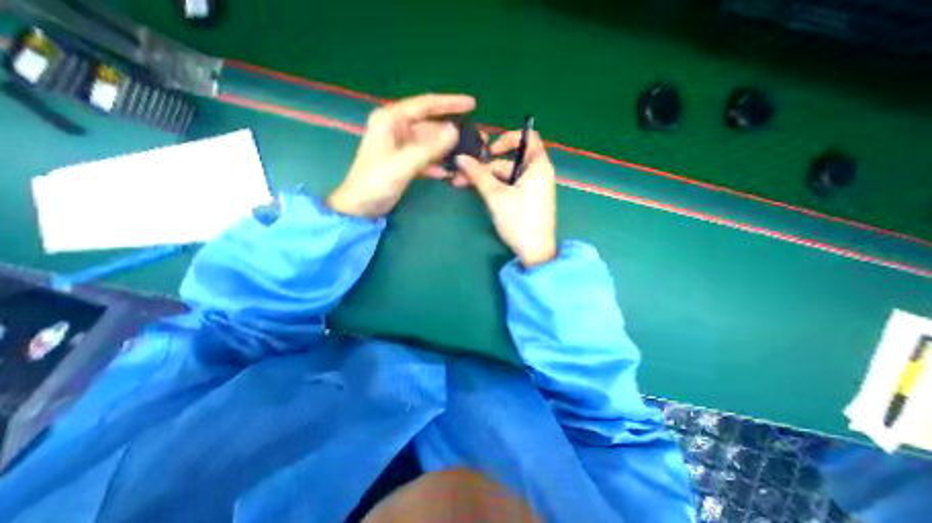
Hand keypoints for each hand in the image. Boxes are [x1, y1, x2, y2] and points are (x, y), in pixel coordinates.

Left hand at [325, 93, 472, 215]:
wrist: (361, 207)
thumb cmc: (375, 182)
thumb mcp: (403, 164)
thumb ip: (429, 148)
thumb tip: (454, 130)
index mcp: (391, 120)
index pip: (425, 105)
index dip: (449, 103)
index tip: (472, 104)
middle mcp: (397, 129)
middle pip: (431, 126)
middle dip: (452, 134)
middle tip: (475, 140)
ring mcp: (402, 146)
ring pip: (431, 144)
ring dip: (447, 152)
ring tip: (467, 157)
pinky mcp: (405, 162)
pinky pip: (427, 158)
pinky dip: (437, 165)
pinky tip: (448, 173)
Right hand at [456, 130, 556, 269]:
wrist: (535, 251)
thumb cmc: (519, 220)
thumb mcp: (496, 196)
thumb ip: (478, 175)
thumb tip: (460, 158)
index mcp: (538, 166)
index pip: (528, 137)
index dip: (507, 138)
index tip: (490, 151)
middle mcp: (538, 173)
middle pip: (510, 160)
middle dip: (485, 166)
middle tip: (462, 174)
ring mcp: (533, 188)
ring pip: (507, 175)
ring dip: (486, 179)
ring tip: (463, 184)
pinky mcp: (528, 200)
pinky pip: (510, 186)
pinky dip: (495, 187)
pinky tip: (479, 192)